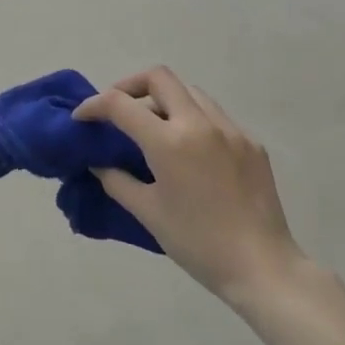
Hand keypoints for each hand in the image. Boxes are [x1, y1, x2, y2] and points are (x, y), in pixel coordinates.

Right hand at [74, 66, 305, 303]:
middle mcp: (200, 124)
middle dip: (129, 86)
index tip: (81, 118)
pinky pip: (214, 116)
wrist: (262, 267)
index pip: (120, 104)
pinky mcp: (251, 144)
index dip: (93, 105)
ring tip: (152, 128)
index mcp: (169, 142)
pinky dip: (192, 119)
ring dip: (163, 100)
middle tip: (116, 110)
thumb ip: (116, 180)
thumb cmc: (197, 242)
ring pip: (190, 92)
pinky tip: (188, 151)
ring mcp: (231, 130)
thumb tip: (99, 163)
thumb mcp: (147, 212)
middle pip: (159, 78)